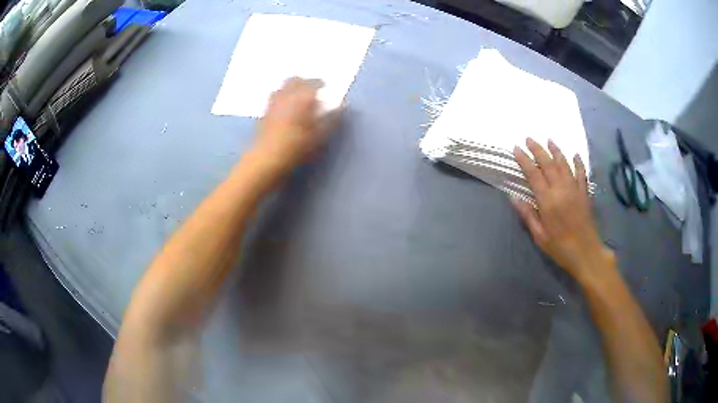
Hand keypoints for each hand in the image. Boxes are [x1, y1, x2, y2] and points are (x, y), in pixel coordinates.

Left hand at [252, 77, 339, 177]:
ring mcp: (272, 103)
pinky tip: (284, 109)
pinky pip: (273, 98)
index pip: (313, 83)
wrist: (267, 158)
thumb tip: (342, 107)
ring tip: (296, 98)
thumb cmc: (297, 147)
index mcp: (302, 98)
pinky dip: (281, 99)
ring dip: (290, 88)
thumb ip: (332, 119)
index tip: (326, 87)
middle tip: (310, 90)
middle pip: (294, 80)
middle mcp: (286, 95)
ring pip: (282, 87)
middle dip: (303, 82)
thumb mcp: (320, 136)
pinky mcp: (263, 113)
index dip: (321, 83)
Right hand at [512, 138, 613, 283]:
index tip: (516, 149)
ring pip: (564, 164)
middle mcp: (561, 190)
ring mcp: (575, 190)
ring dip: (556, 151)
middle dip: (538, 149)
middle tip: (529, 138)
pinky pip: (581, 173)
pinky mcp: (585, 193)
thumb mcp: (540, 237)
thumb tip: (514, 197)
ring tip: (549, 140)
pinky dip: (578, 163)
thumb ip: (528, 215)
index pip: (533, 174)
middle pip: (548, 164)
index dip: (524, 160)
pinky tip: (574, 155)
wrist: (586, 253)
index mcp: (548, 201)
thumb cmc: (560, 248)